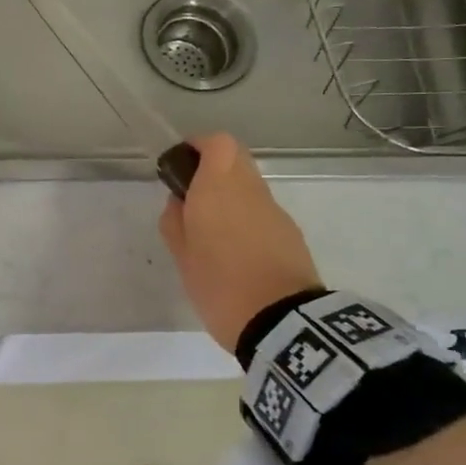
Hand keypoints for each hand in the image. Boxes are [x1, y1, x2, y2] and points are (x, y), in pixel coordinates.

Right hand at [158, 135, 321, 354]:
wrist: (281, 322)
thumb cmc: (220, 286)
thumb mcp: (182, 258)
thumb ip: (175, 223)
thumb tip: (178, 203)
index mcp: (218, 188)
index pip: (217, 143)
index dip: (199, 146)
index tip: (182, 165)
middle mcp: (249, 189)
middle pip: (236, 159)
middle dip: (213, 170)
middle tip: (192, 199)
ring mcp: (274, 210)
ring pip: (250, 186)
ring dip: (231, 196)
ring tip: (212, 232)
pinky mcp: (291, 232)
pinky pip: (262, 211)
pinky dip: (247, 218)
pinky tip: (237, 250)